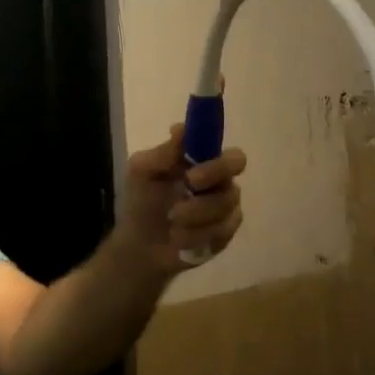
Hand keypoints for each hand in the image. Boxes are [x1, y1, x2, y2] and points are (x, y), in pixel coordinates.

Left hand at [112, 125, 246, 279]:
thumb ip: (162, 152)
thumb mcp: (141, 172)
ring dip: (195, 214)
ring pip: (225, 204)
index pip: (228, 151)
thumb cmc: (141, 201)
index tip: (191, 174)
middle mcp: (221, 180)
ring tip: (172, 222)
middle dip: (211, 179)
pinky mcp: (225, 234)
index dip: (217, 159)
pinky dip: (197, 236)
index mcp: (204, 160)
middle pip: (235, 172)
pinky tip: (180, 239)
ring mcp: (227, 208)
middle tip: (185, 194)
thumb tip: (179, 128)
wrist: (139, 245)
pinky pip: (222, 231)